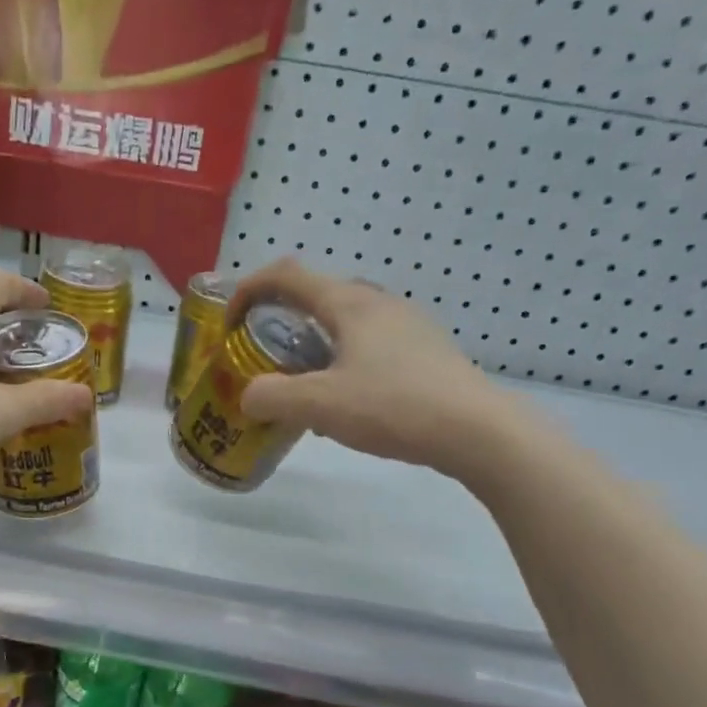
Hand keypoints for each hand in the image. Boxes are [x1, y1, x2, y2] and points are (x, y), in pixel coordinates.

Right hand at [230, 258, 518, 478]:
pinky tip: (346, 403)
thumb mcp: (320, 405)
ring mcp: (407, 325)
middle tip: (263, 356)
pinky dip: (342, 361)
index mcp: (349, 304)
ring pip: (345, 323)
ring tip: (303, 387)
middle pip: (316, 295)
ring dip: (313, 344)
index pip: (286, 275)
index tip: (229, 324)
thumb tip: (250, 397)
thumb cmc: (394, 406)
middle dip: (280, 320)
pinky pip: (369, 344)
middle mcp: (378, 303)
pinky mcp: (425, 351)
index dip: (248, 290)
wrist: (477, 430)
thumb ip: (272, 397)